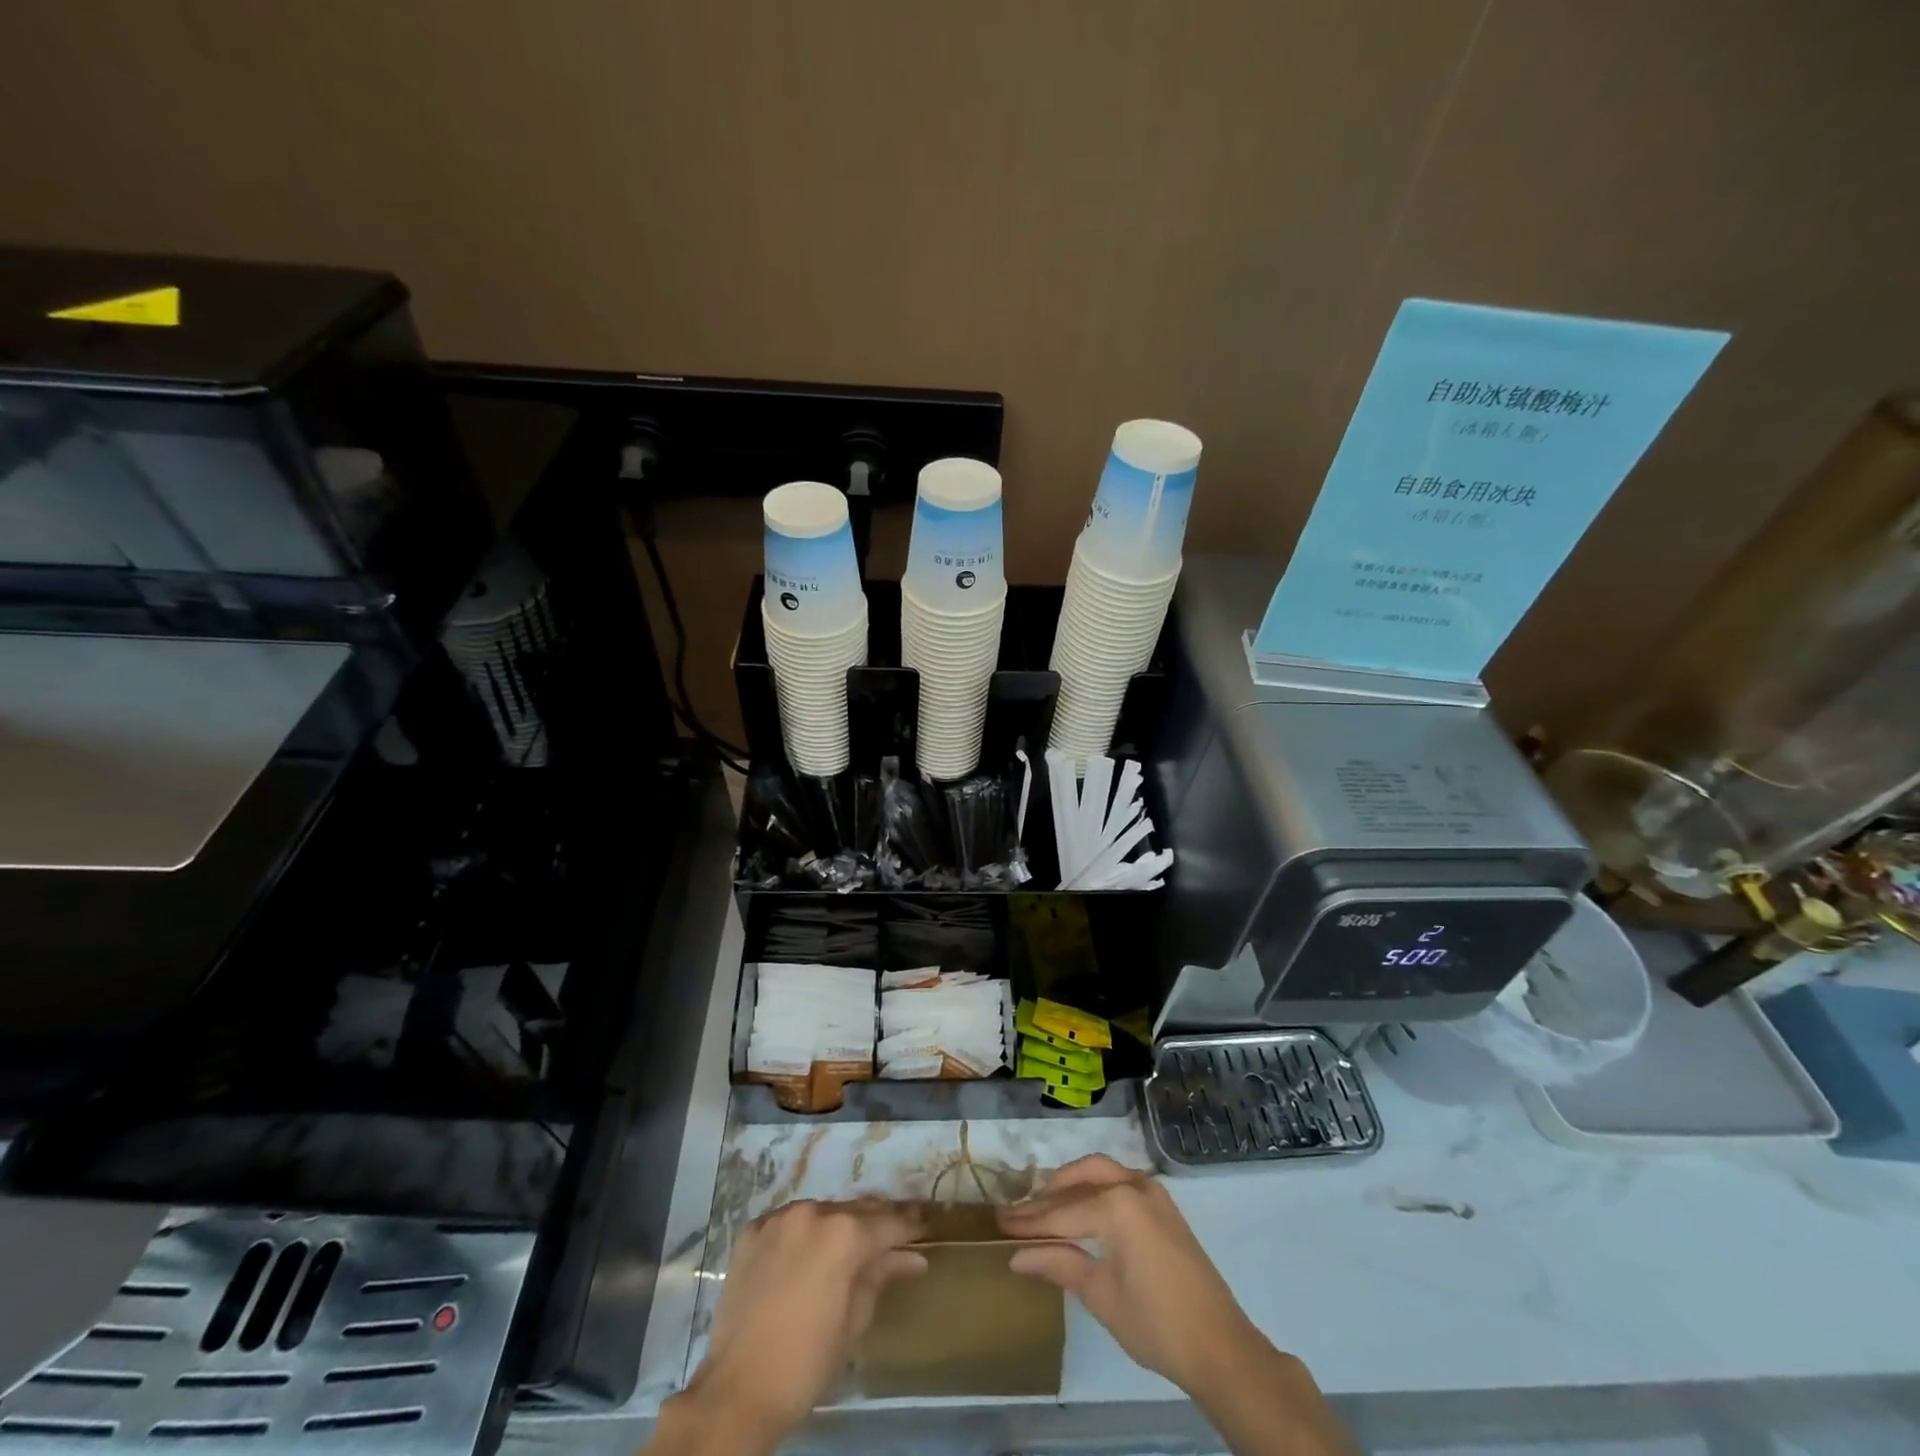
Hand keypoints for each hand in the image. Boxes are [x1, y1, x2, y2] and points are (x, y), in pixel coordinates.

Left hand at [663, 1198, 925, 1453]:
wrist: (737, 1391)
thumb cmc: (806, 1362)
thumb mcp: (855, 1321)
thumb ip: (881, 1276)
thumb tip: (913, 1258)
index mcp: (844, 1234)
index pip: (888, 1223)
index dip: (911, 1225)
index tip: (927, 1223)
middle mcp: (813, 1212)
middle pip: (856, 1211)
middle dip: (877, 1222)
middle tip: (896, 1232)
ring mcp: (779, 1218)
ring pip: (822, 1212)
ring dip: (838, 1225)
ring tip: (850, 1245)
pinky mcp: (753, 1231)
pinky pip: (789, 1223)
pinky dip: (803, 1233)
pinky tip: (808, 1253)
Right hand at [995, 1155, 1265, 1396]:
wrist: (1220, 1346)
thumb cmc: (1156, 1324)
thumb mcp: (1100, 1295)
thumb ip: (1059, 1264)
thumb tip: (1016, 1256)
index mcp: (1117, 1205)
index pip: (1062, 1211)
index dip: (1028, 1220)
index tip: (999, 1221)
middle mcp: (1133, 1185)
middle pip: (1080, 1179)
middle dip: (1049, 1194)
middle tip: (1019, 1212)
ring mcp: (1152, 1192)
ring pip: (1101, 1173)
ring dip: (1072, 1185)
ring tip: (1045, 1205)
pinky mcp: (1163, 1205)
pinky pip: (1120, 1182)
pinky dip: (1095, 1189)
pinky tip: (1081, 1208)